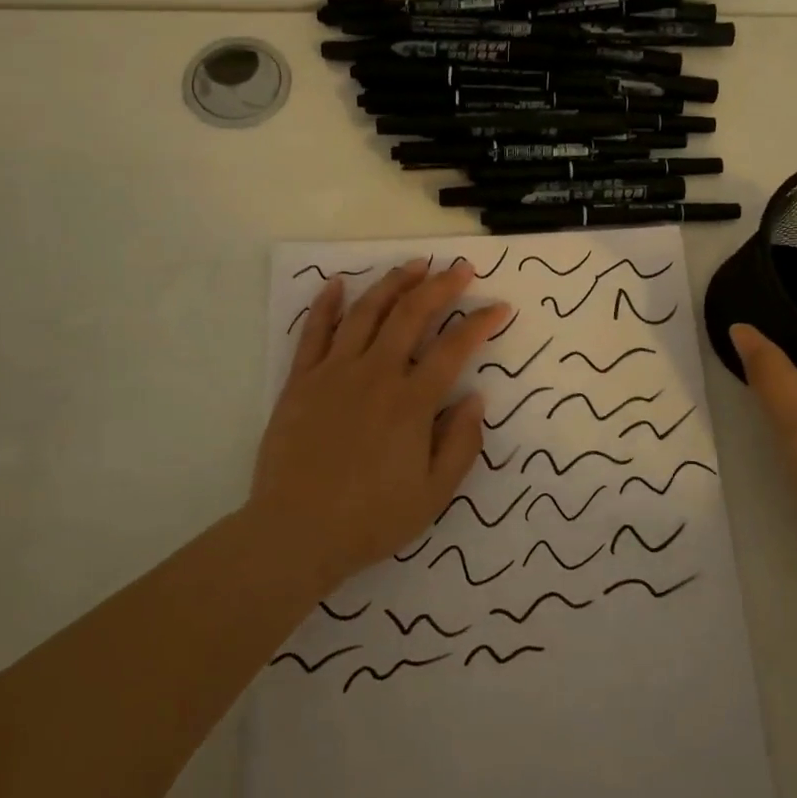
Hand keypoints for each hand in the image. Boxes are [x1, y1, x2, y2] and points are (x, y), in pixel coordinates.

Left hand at [249, 259, 510, 594]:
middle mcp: (375, 375)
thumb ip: (461, 444)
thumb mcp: (433, 495)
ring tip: (414, 265)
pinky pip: (314, 332)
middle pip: (412, 314)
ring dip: (393, 283)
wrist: (296, 533)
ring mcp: (334, 372)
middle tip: (461, 268)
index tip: (500, 307)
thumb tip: (476, 398)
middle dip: (441, 285)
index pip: (455, 348)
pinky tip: (338, 283)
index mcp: (412, 403)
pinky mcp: (301, 380)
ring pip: (367, 312)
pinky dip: (327, 304)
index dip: (481, 322)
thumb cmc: (370, 519)